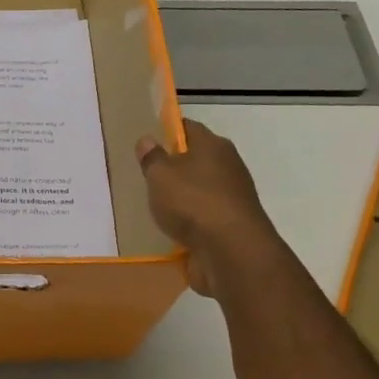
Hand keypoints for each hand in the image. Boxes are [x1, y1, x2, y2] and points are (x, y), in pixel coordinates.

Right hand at [136, 119, 274, 295]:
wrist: (230, 250)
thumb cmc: (193, 202)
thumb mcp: (161, 175)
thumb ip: (152, 158)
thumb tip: (148, 140)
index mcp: (213, 146)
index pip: (188, 128)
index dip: (168, 131)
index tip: (148, 141)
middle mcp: (228, 166)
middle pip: (197, 159)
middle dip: (174, 166)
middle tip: (146, 176)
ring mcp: (232, 197)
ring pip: (200, 189)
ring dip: (182, 197)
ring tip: (154, 205)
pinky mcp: (230, 224)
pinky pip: (204, 216)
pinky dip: (190, 220)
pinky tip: (171, 228)